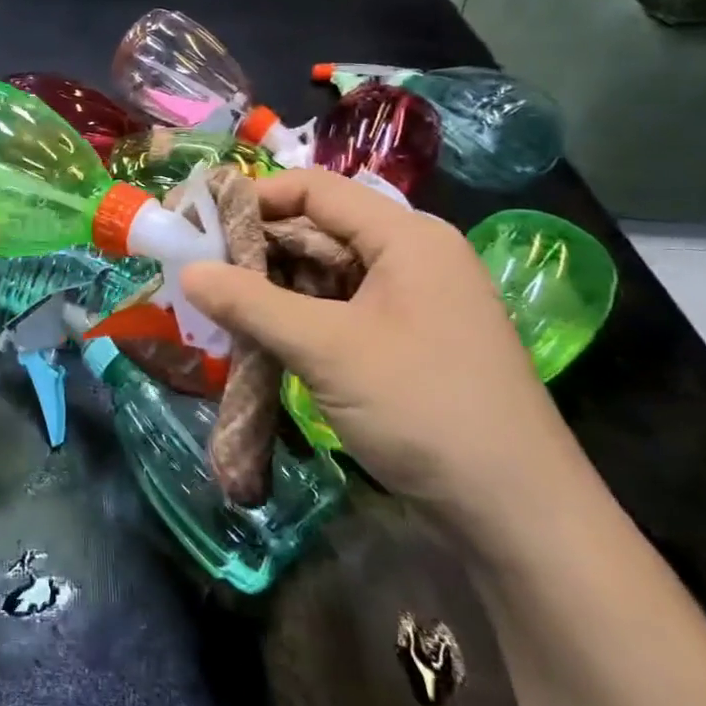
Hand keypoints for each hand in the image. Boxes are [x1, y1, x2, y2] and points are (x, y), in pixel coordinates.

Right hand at [180, 170, 585, 536]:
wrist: (519, 516)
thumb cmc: (423, 408)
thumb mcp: (327, 349)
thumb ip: (251, 303)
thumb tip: (187, 271)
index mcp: (405, 237)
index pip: (315, 189)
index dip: (253, 198)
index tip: (199, 220)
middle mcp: (411, 256)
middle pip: (318, 229)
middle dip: (256, 247)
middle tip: (198, 268)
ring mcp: (412, 301)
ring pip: (325, 273)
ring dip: (272, 287)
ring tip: (217, 304)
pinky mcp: (407, 340)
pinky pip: (339, 309)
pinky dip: (297, 317)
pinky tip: (260, 335)